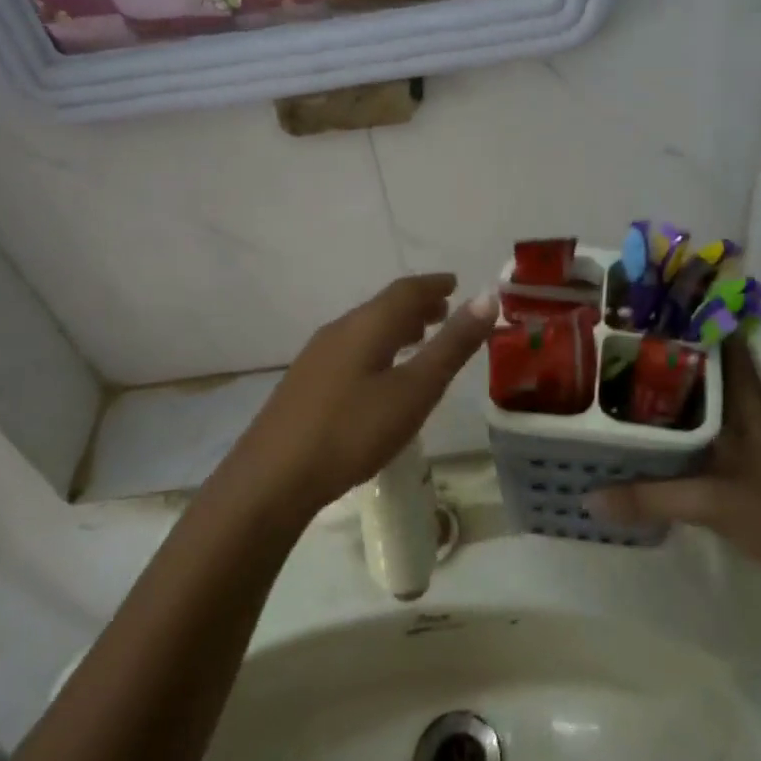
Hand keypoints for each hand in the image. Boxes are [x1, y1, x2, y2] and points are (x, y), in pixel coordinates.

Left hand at [219, 276, 497, 522]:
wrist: (273, 477)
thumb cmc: (353, 431)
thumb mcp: (414, 391)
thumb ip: (452, 346)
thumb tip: (487, 298)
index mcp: (367, 325)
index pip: (406, 290)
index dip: (434, 285)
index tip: (456, 283)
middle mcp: (339, 331)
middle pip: (383, 307)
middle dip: (417, 305)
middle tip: (445, 310)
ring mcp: (317, 356)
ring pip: (365, 328)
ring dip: (396, 327)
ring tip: (419, 337)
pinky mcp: (305, 382)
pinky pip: (351, 348)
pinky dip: (377, 347)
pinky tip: (380, 374)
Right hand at [586, 338, 760, 577]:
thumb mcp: (708, 501)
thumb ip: (649, 498)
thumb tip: (588, 497)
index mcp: (746, 398)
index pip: (722, 340)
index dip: (690, 319)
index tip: (647, 310)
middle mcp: (743, 404)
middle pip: (703, 363)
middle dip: (665, 350)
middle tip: (616, 340)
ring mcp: (740, 428)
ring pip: (699, 392)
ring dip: (667, 382)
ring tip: (618, 372)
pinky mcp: (733, 452)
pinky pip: (696, 420)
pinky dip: (671, 415)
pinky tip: (639, 421)